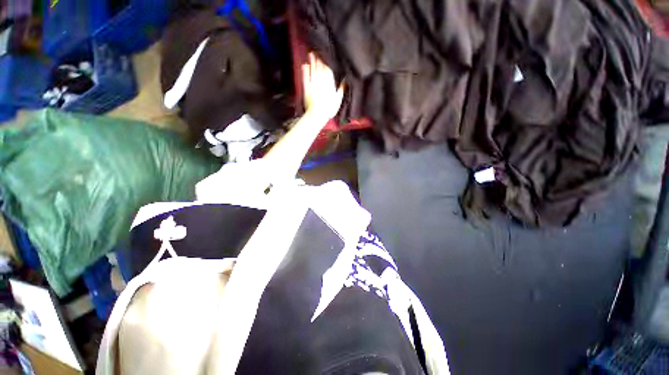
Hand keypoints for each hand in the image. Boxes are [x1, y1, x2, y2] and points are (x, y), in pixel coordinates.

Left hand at [302, 53, 344, 119]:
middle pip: (319, 67)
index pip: (327, 69)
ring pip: (312, 69)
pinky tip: (304, 65)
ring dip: (311, 61)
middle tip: (316, 51)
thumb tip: (345, 80)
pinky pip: (305, 77)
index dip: (326, 62)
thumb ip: (341, 88)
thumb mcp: (338, 99)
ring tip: (310, 54)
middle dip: (318, 59)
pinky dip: (305, 70)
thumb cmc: (329, 108)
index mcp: (329, 82)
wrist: (317, 114)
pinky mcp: (306, 87)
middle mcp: (320, 79)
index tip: (324, 55)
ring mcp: (312, 83)